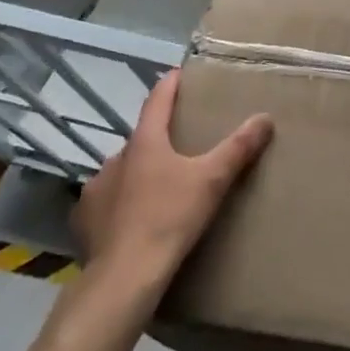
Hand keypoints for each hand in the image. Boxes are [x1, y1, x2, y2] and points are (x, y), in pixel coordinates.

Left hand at [72, 69, 272, 290]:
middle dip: (159, 139)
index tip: (179, 74)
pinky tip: (133, 218)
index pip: (157, 100)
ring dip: (139, 172)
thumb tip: (265, 117)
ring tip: (160, 186)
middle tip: (181, 145)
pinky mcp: (84, 221)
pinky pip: (106, 202)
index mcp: (145, 142)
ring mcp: (96, 190)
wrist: (125, 276)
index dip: (170, 85)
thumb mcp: (212, 180)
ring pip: (122, 171)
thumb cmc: (170, 217)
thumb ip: (238, 147)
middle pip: (141, 139)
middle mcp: (115, 159)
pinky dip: (121, 202)